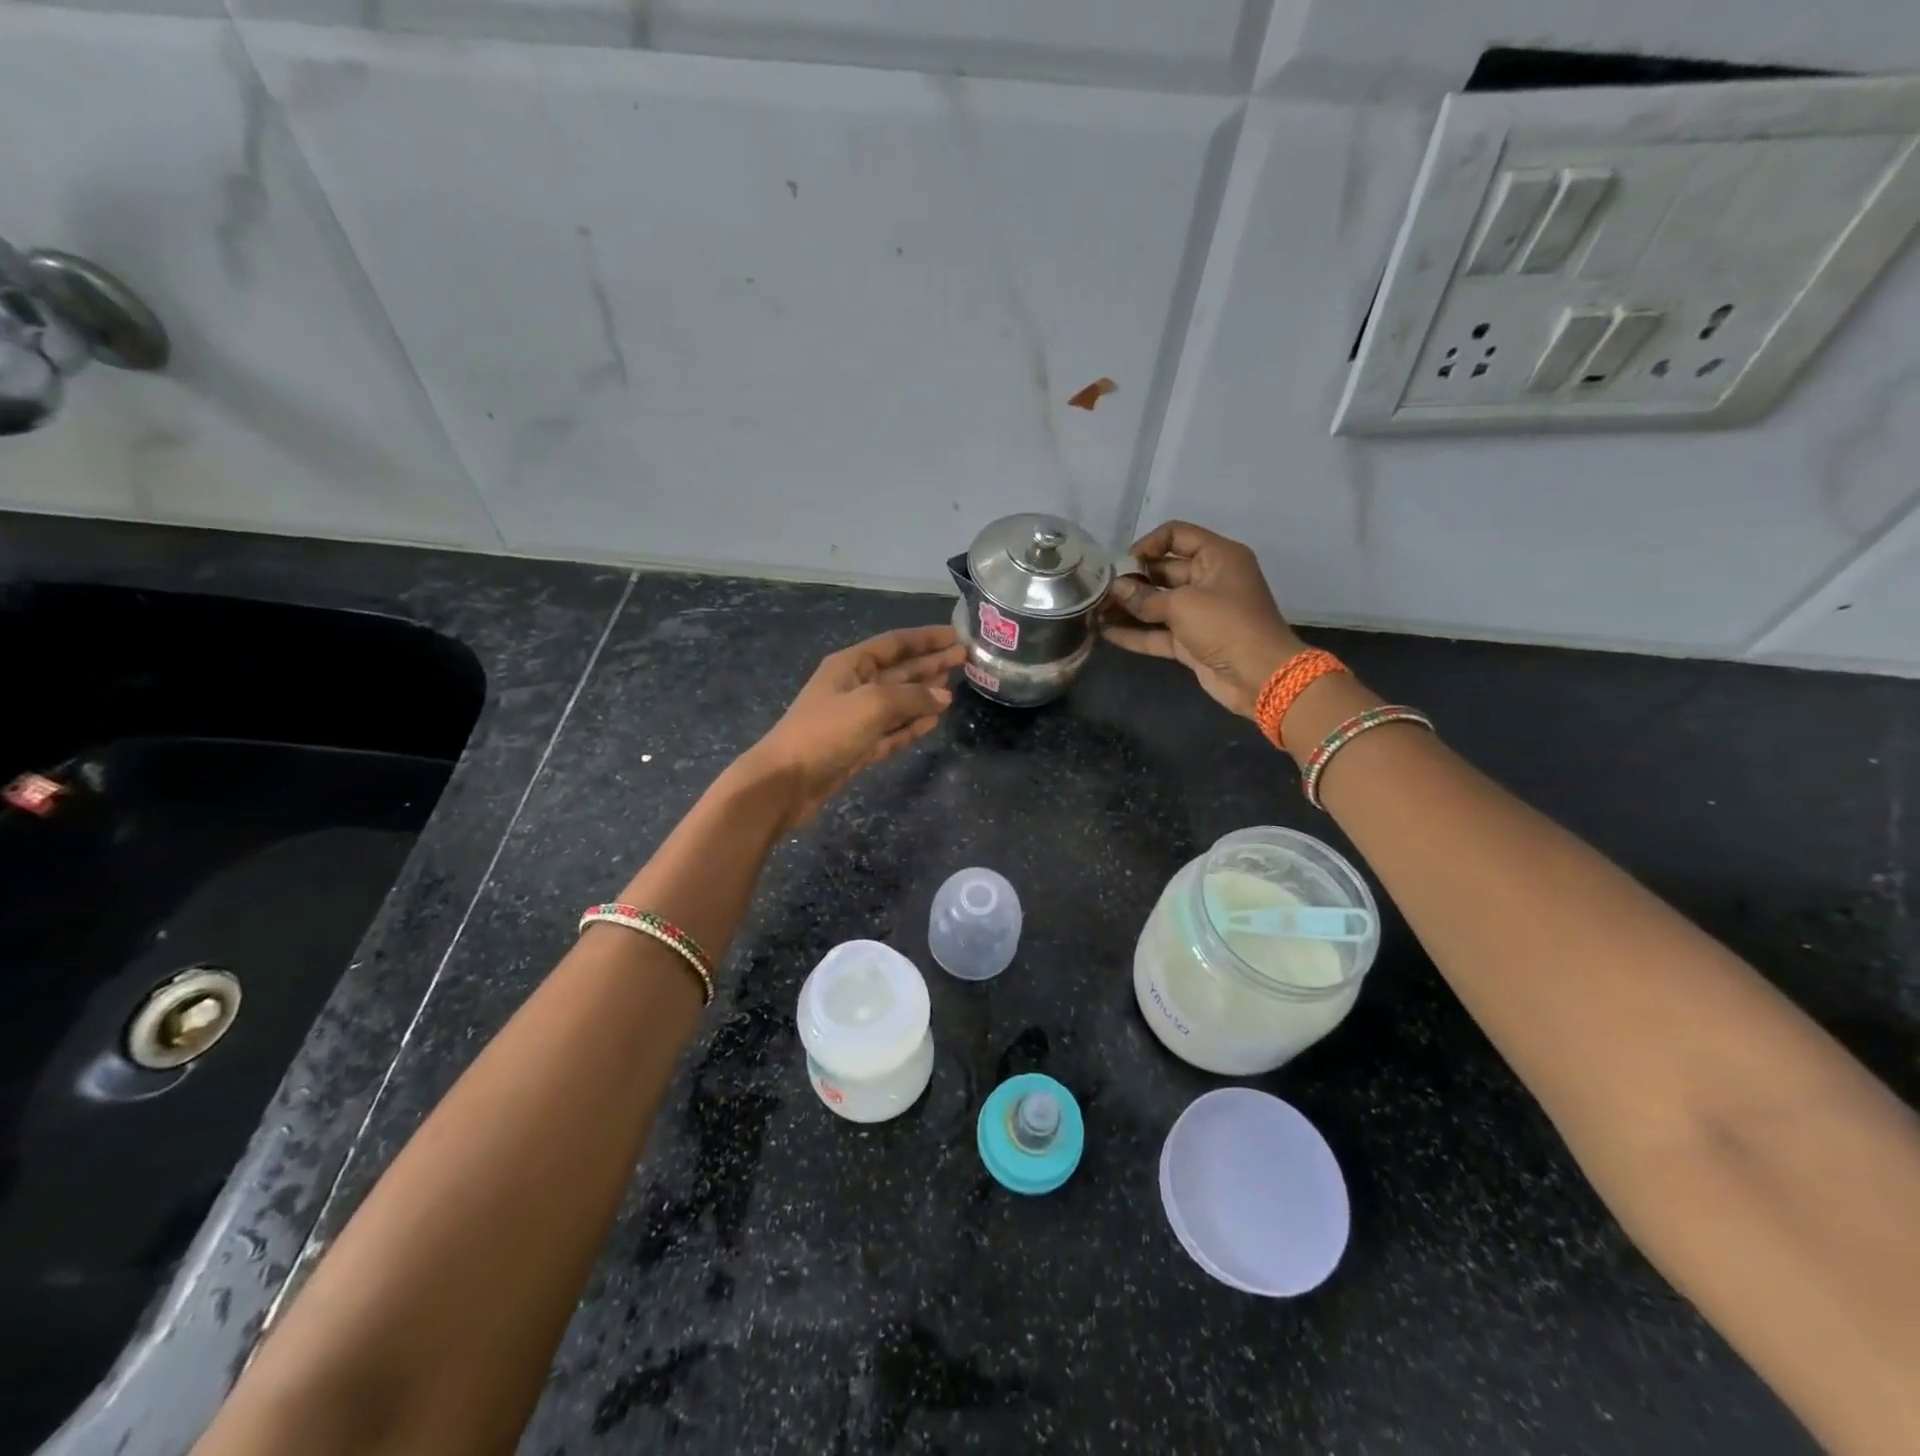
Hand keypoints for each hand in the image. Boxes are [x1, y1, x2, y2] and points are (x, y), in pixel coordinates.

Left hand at [737, 625, 965, 833]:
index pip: (894, 644)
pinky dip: (912, 725)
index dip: (925, 638)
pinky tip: (934, 721)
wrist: (786, 782)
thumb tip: (944, 697)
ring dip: (924, 694)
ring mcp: (855, 719)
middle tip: (963, 659)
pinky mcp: (858, 748)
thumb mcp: (872, 704)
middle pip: (899, 670)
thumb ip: (912, 697)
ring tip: (954, 688)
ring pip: (898, 702)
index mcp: (850, 665)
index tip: (956, 635)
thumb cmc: (826, 732)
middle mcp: (854, 687)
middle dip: (930, 664)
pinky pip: (892, 730)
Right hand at [1103, 520, 1302, 718]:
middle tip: (1100, 590)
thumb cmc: (1226, 626)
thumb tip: (1116, 590)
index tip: (1124, 563)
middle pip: (1163, 571)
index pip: (1177, 535)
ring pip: (1158, 604)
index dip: (1148, 544)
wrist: (1259, 676)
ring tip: (1095, 611)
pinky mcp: (1192, 642)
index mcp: (1217, 557)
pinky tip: (1106, 633)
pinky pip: (1159, 632)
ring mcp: (1200, 613)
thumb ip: (1145, 597)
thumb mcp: (1184, 605)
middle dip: (1132, 580)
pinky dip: (1136, 633)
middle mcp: (1209, 580)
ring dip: (1129, 607)